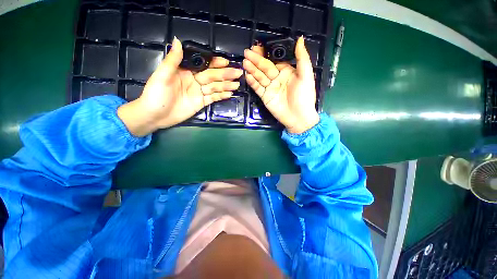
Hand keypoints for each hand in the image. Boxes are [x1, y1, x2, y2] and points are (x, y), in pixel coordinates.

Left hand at [118, 37, 242, 135]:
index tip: (225, 61)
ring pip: (215, 87)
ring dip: (226, 86)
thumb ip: (173, 60)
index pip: (203, 64)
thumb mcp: (162, 76)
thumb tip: (177, 40)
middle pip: (212, 76)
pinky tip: (230, 94)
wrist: (155, 116)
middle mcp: (194, 80)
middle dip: (225, 74)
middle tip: (238, 73)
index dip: (214, 63)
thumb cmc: (156, 94)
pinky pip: (213, 98)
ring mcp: (199, 92)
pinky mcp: (201, 103)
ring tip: (237, 84)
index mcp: (185, 71)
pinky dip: (221, 96)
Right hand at [243, 36, 318, 133]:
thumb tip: (300, 39)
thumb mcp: (306, 76)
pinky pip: (257, 88)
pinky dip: (252, 82)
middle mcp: (277, 78)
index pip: (274, 60)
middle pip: (265, 67)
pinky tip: (247, 75)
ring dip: (252, 69)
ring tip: (245, 62)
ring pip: (259, 76)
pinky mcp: (265, 96)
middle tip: (246, 52)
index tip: (258, 46)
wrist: (298, 117)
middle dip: (256, 60)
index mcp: (287, 71)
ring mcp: (270, 87)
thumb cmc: (304, 96)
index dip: (266, 53)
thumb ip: (302, 58)